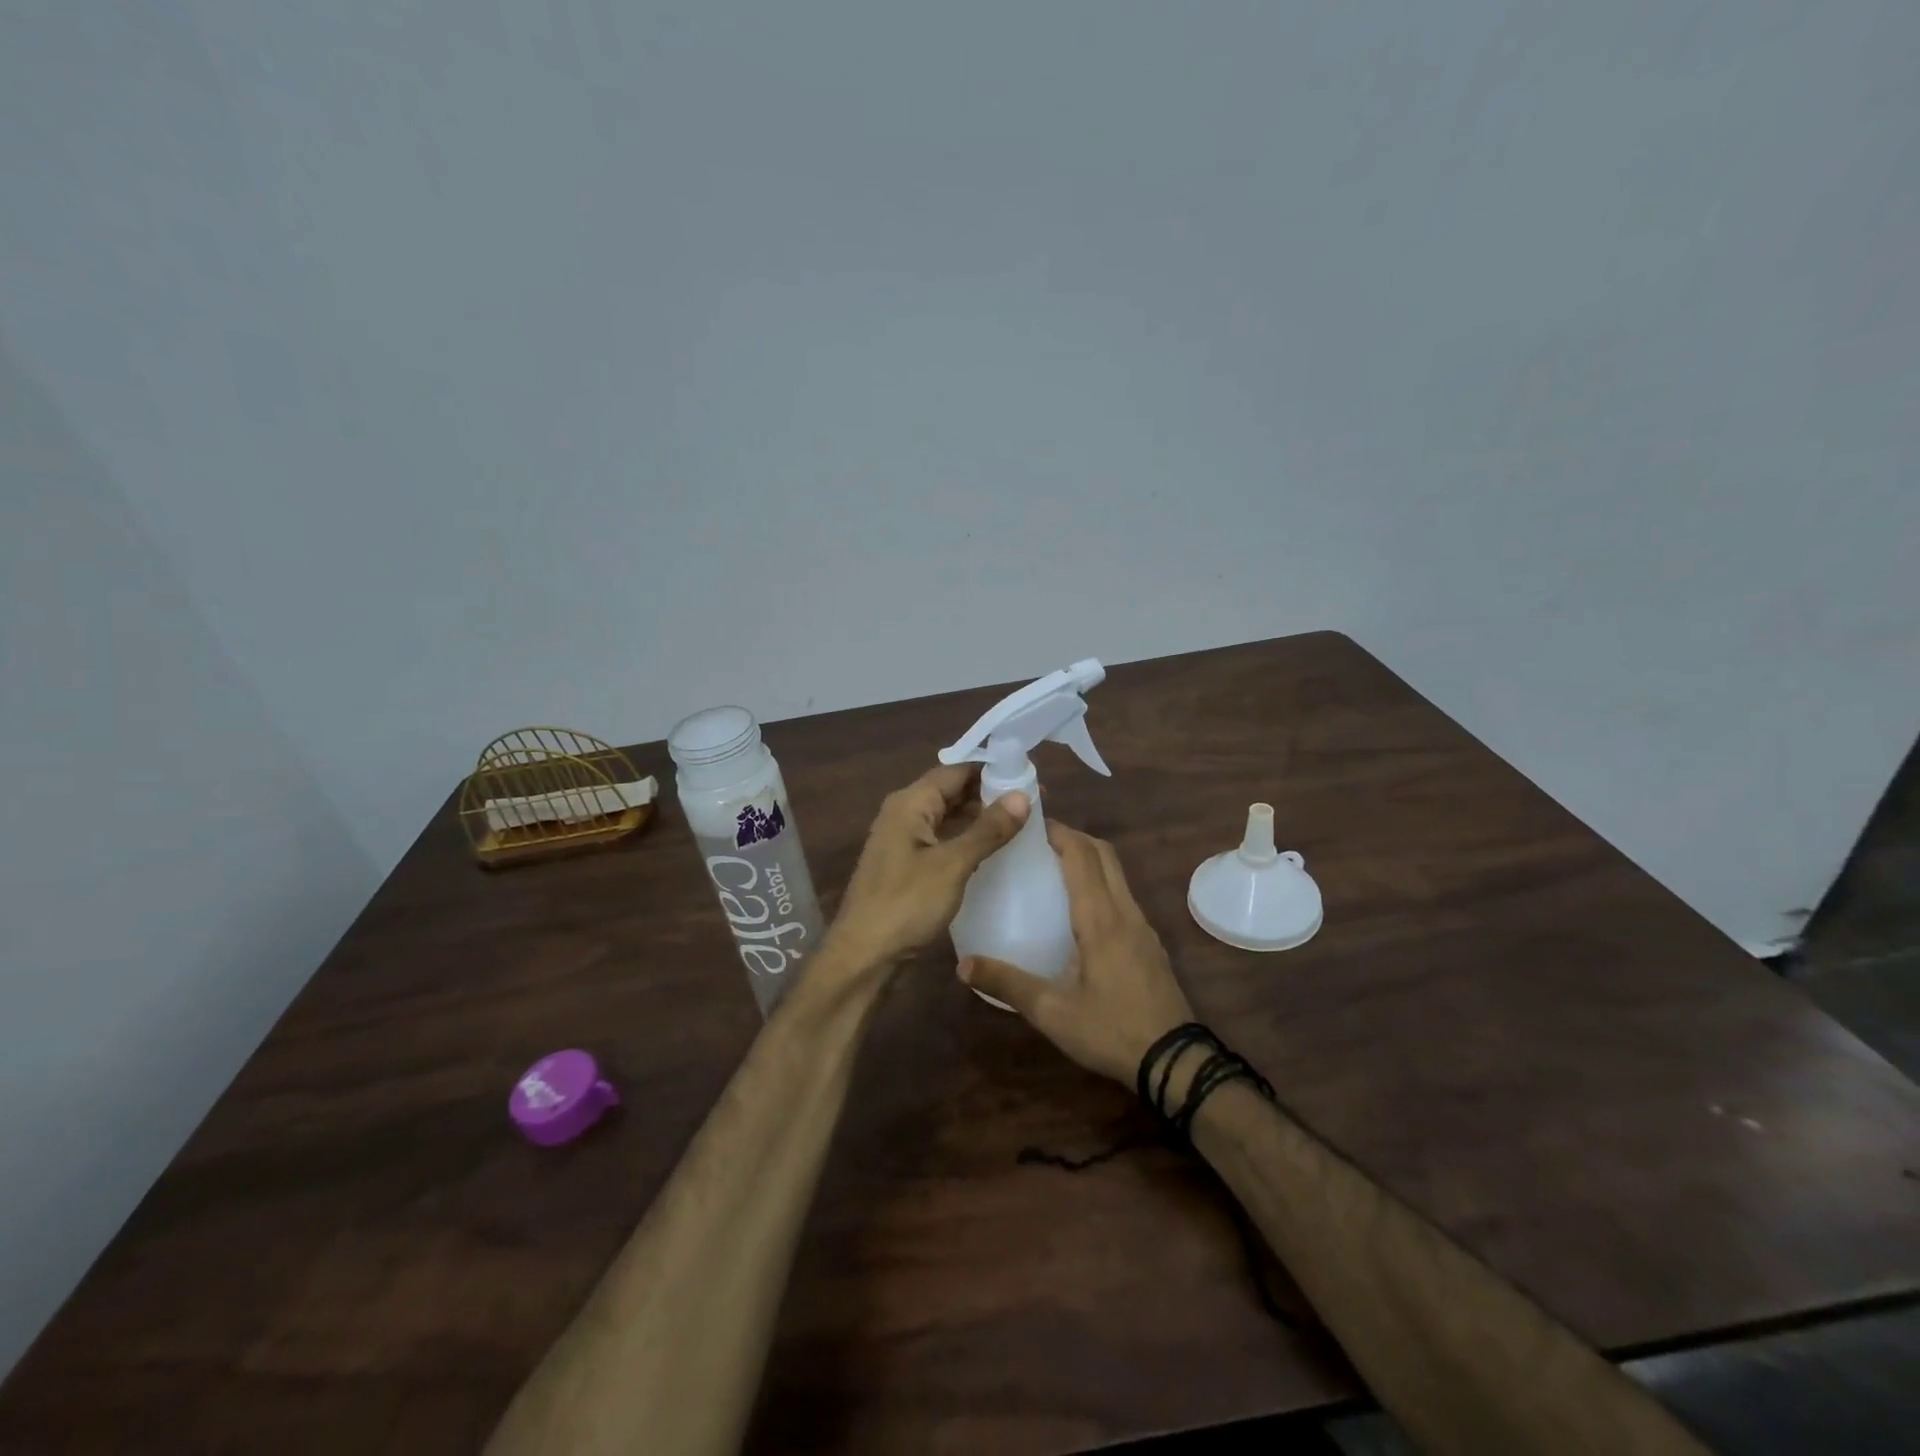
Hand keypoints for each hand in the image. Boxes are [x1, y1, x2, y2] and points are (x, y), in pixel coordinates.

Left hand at [824, 763, 1028, 973]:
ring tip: (1022, 825)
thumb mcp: (952, 865)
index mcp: (910, 803)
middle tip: (1034, 805)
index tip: (1031, 779)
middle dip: (990, 794)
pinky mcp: (908, 865)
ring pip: (948, 817)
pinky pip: (943, 840)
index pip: (957, 770)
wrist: (864, 956)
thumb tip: (1023, 795)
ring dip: (980, 819)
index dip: (993, 771)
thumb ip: (988, 829)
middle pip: (952, 792)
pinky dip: (967, 840)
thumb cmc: (906, 905)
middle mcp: (904, 813)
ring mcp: (904, 840)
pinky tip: (994, 852)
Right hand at [959, 821, 1194, 1086]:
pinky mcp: (1149, 942)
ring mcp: (1142, 926)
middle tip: (1037, 842)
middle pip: (1104, 854)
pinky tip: (1079, 910)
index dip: (1058, 832)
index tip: (1029, 823)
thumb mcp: (1052, 1012)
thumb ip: (1007, 984)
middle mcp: (1124, 912)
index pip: (1082, 856)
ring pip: (1117, 873)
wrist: (1176, 1062)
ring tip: (1053, 868)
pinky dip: (1100, 882)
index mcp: (1100, 919)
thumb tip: (962, 965)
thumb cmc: (1111, 1031)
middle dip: (1073, 837)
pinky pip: (1123, 895)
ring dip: (1088, 858)